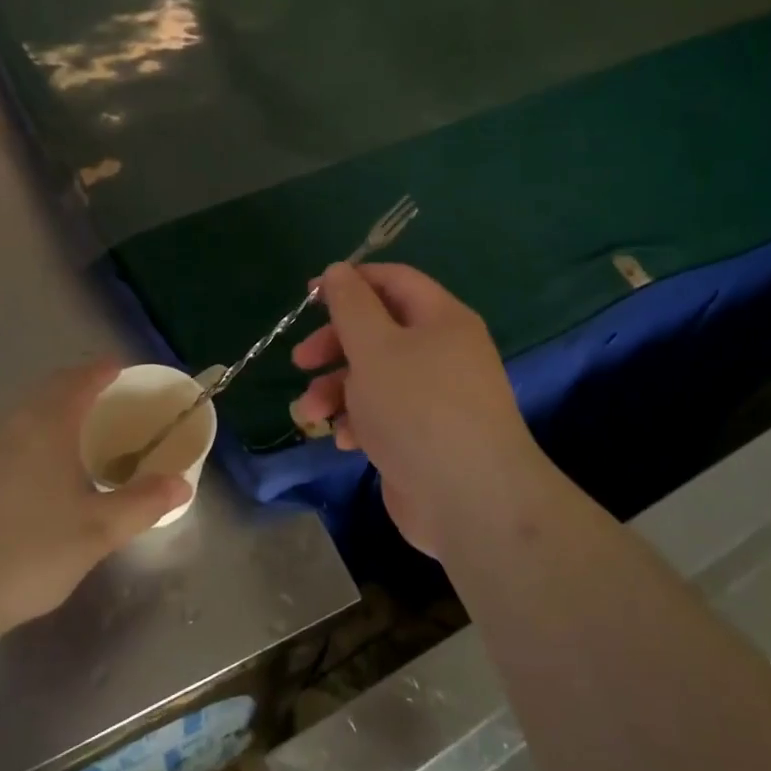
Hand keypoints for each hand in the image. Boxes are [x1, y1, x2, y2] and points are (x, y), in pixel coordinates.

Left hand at [0, 361, 188, 636]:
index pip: (78, 382)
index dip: (102, 371)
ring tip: (86, 426)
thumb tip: (182, 485)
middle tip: (110, 394)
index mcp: (48, 428)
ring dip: (57, 407)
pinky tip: (51, 465)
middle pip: (50, 390)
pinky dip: (40, 431)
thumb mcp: (100, 530)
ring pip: (29, 413)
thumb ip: (143, 503)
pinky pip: (16, 435)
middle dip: (80, 384)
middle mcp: (16, 429)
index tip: (123, 368)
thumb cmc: (33, 551)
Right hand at [289, 264, 550, 553]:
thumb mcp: (375, 346)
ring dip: (337, 390)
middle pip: (379, 332)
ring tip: (311, 413)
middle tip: (301, 361)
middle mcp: (442, 353)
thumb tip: (338, 270)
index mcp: (441, 319)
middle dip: (335, 345)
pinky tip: (344, 441)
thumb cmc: (417, 409)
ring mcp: (435, 398)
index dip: (350, 282)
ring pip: (375, 378)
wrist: (469, 500)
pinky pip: (383, 416)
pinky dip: (359, 422)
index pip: (394, 281)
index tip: (309, 296)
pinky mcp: (424, 438)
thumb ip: (351, 305)